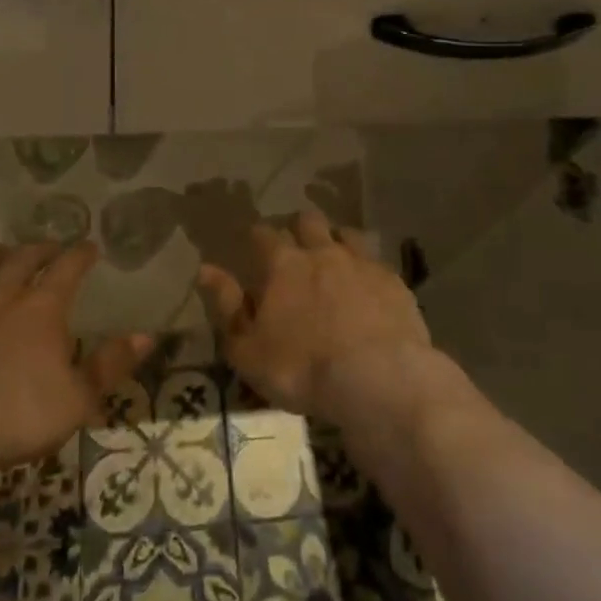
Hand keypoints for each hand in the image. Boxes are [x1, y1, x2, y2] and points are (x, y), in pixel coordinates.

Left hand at [0, 241, 149, 469]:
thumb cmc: (19, 415)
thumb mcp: (78, 399)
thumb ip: (110, 365)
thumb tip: (147, 336)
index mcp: (43, 307)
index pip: (68, 267)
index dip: (81, 254)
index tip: (90, 247)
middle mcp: (2, 294)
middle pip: (22, 258)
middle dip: (39, 249)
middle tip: (49, 248)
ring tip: (1, 257)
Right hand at [198, 210, 432, 425]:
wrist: (377, 379)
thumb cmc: (301, 369)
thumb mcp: (247, 349)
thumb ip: (226, 306)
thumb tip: (206, 269)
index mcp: (283, 265)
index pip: (263, 234)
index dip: (257, 236)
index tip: (254, 244)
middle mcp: (322, 252)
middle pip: (308, 222)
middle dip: (299, 228)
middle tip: (296, 247)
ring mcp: (362, 263)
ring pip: (346, 234)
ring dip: (336, 241)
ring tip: (334, 260)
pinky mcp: (394, 281)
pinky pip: (376, 263)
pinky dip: (367, 270)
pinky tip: (368, 288)